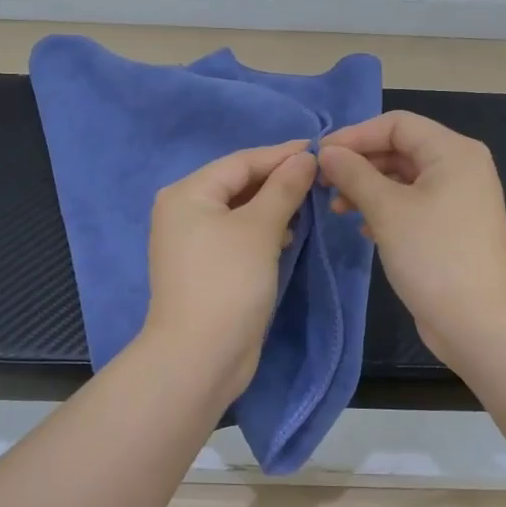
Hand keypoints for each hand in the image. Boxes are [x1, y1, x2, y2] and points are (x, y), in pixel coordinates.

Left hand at [142, 140, 318, 396]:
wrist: (200, 356)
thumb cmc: (228, 282)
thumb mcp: (260, 229)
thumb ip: (283, 188)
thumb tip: (305, 157)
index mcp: (187, 193)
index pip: (240, 162)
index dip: (282, 155)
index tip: (321, 150)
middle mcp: (183, 212)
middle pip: (238, 184)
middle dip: (278, 181)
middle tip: (321, 179)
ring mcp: (192, 242)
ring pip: (240, 211)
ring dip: (273, 207)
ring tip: (309, 206)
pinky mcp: (206, 268)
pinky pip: (238, 236)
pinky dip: (263, 232)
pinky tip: (288, 236)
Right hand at [319, 111, 505, 367]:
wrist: (479, 323)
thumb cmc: (434, 256)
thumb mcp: (387, 210)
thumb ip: (354, 174)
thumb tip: (327, 152)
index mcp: (453, 151)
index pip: (397, 124)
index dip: (355, 135)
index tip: (320, 156)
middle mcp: (460, 167)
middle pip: (400, 148)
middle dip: (359, 162)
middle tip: (322, 183)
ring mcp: (458, 199)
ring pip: (403, 178)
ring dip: (367, 187)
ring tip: (337, 209)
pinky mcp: (451, 228)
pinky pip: (412, 203)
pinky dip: (384, 209)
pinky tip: (362, 228)